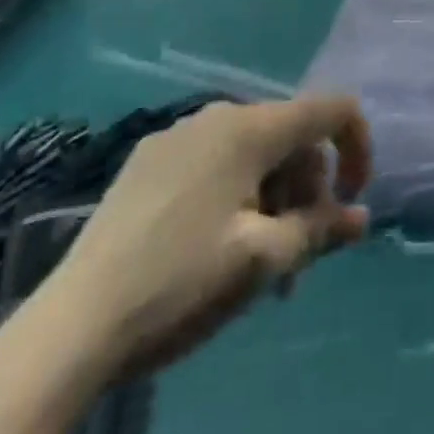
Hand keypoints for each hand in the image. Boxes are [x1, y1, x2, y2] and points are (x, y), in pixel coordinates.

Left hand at [45, 96, 372, 379]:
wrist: (72, 324)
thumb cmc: (182, 283)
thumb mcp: (263, 262)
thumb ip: (320, 229)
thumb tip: (360, 216)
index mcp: (250, 127)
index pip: (331, 108)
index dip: (358, 147)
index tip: (353, 202)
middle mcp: (216, 113)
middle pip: (289, 136)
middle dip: (307, 188)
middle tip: (296, 256)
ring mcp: (177, 134)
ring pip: (250, 153)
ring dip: (271, 198)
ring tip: (256, 265)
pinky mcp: (147, 161)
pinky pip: (213, 162)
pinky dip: (234, 193)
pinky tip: (213, 246)